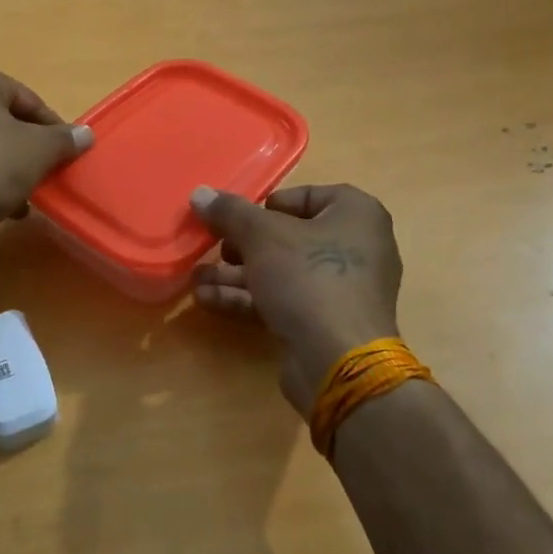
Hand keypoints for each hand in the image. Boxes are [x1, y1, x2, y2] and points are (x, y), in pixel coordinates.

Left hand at [0, 62, 91, 248]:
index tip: (65, 153)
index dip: (51, 127)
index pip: (25, 98)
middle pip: (0, 120)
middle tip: (44, 173)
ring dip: (5, 167)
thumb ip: (64, 139)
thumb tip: (85, 134)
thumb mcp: (39, 151)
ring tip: (23, 196)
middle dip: (25, 148)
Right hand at [190, 183, 403, 414]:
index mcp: (356, 214)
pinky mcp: (324, 322)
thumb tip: (200, 193)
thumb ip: (230, 213)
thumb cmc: (309, 277)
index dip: (269, 205)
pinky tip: (207, 299)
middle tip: (214, 248)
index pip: (309, 196)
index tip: (239, 218)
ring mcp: (341, 289)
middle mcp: (356, 247)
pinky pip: (283, 300)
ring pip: (281, 272)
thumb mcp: (262, 236)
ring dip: (236, 274)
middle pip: (289, 236)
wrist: (339, 360)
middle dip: (243, 245)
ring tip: (196, 277)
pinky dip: (248, 298)